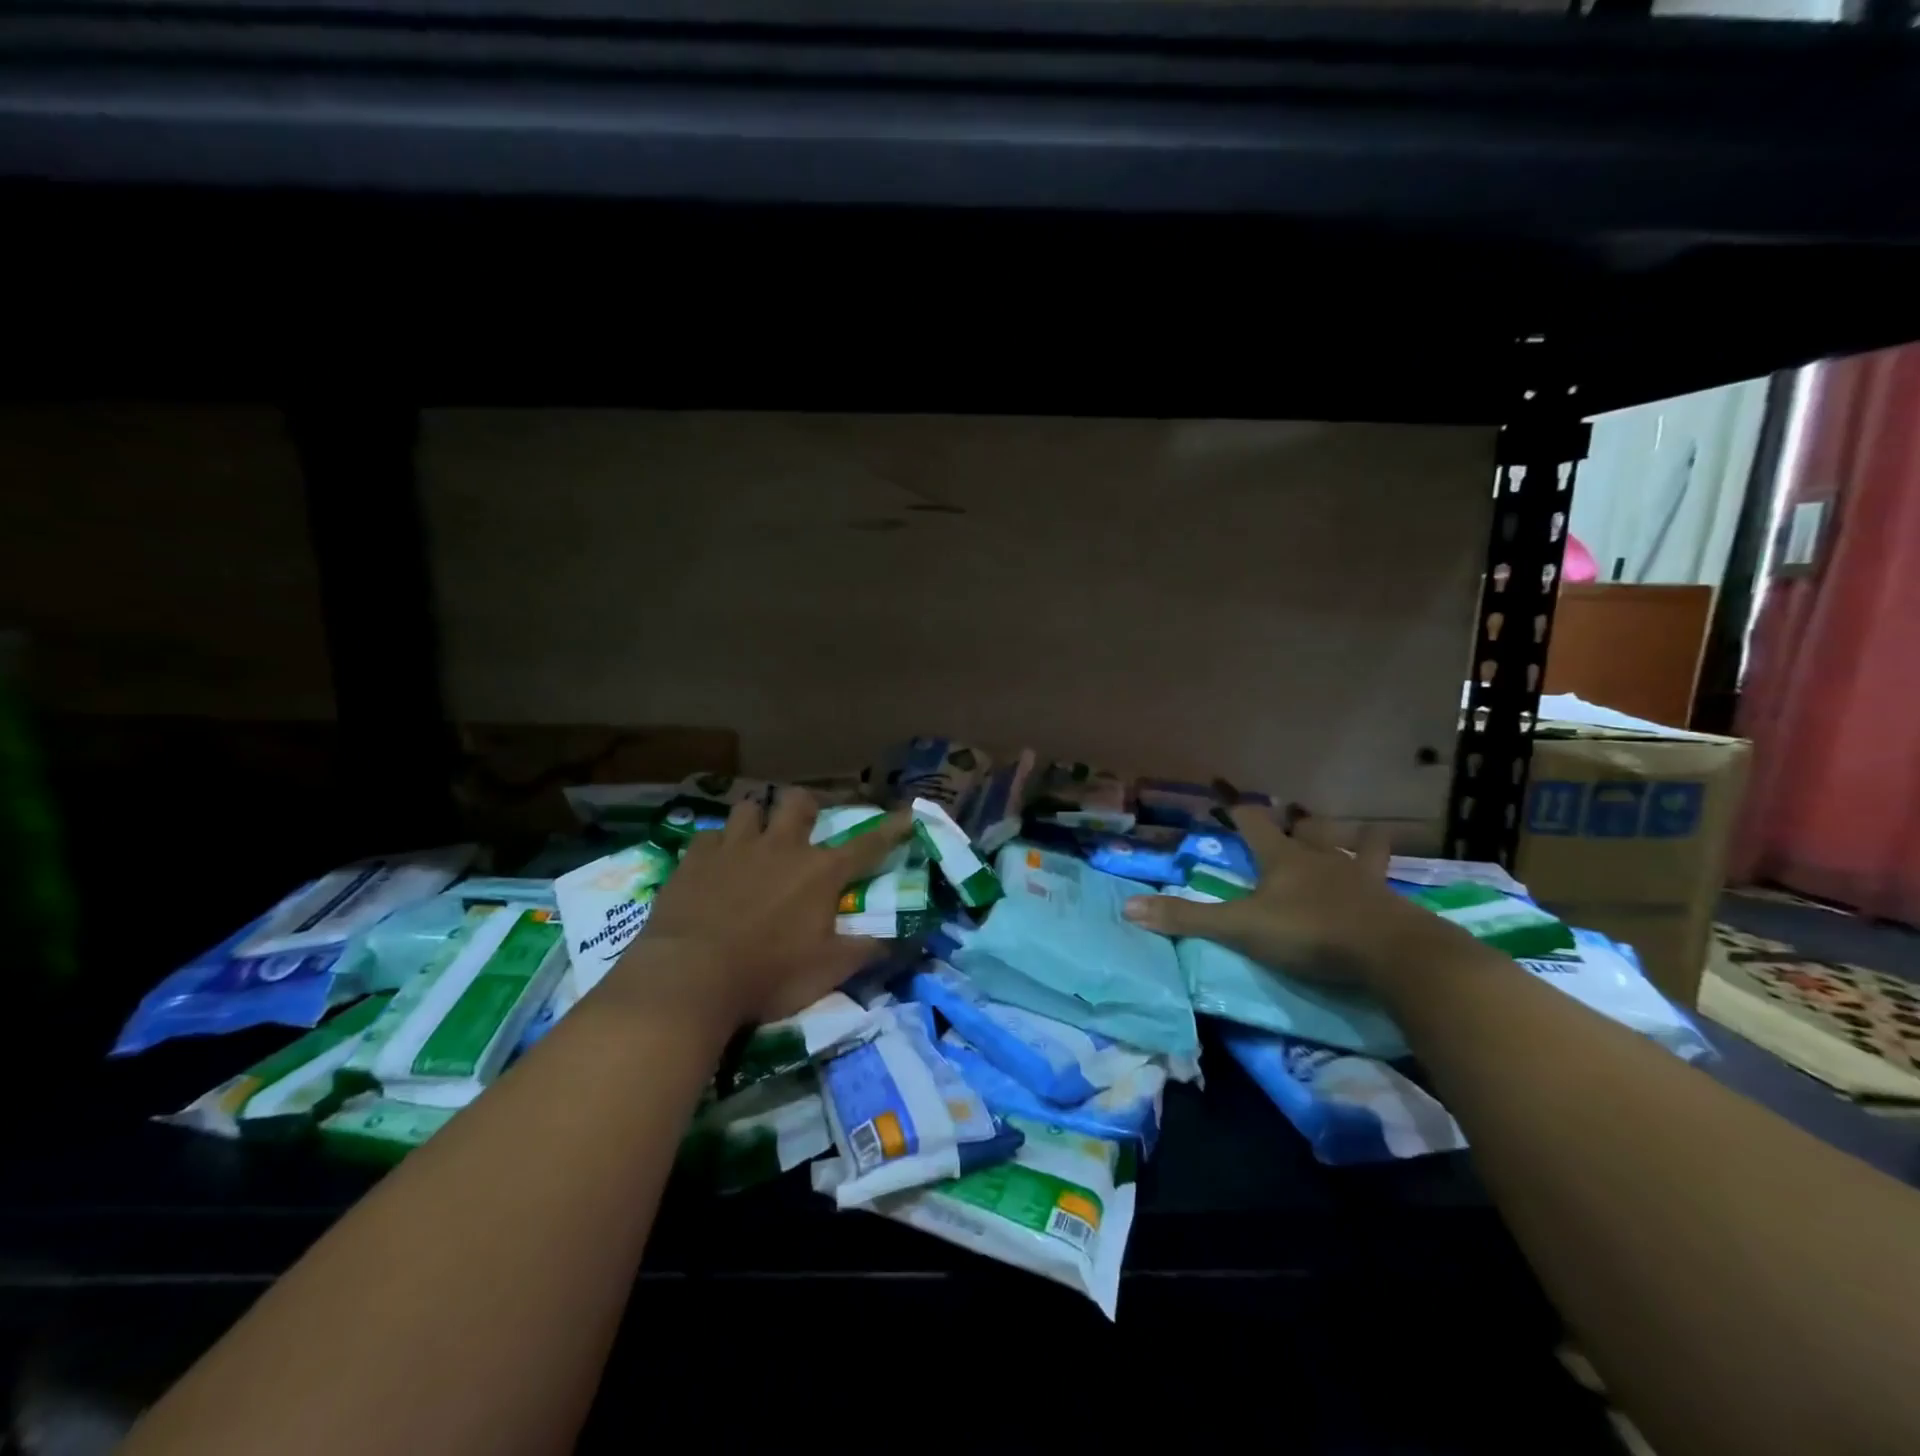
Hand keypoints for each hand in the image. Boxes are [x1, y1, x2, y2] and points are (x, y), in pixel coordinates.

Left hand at [599, 790, 912, 1029]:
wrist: (690, 977)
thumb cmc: (768, 975)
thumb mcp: (828, 972)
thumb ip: (864, 952)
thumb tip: (896, 942)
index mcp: (821, 873)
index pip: (868, 845)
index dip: (891, 829)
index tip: (908, 814)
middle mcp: (782, 848)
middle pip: (799, 803)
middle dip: (807, 807)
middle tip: (804, 826)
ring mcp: (735, 847)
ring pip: (750, 808)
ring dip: (758, 819)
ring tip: (756, 837)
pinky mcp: (696, 858)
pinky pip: (710, 835)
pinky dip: (717, 844)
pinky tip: (714, 861)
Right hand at [1122, 810, 1451, 991]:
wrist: (1390, 953)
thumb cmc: (1309, 932)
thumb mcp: (1240, 928)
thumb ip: (1187, 919)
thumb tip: (1128, 908)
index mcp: (1282, 858)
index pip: (1252, 821)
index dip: (1234, 804)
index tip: (1221, 784)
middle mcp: (1322, 859)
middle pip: (1308, 829)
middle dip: (1298, 820)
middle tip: (1294, 814)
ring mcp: (1360, 878)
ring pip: (1360, 848)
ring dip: (1357, 840)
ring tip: (1361, 834)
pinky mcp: (1389, 903)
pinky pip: (1388, 882)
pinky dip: (1386, 878)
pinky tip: (1390, 887)